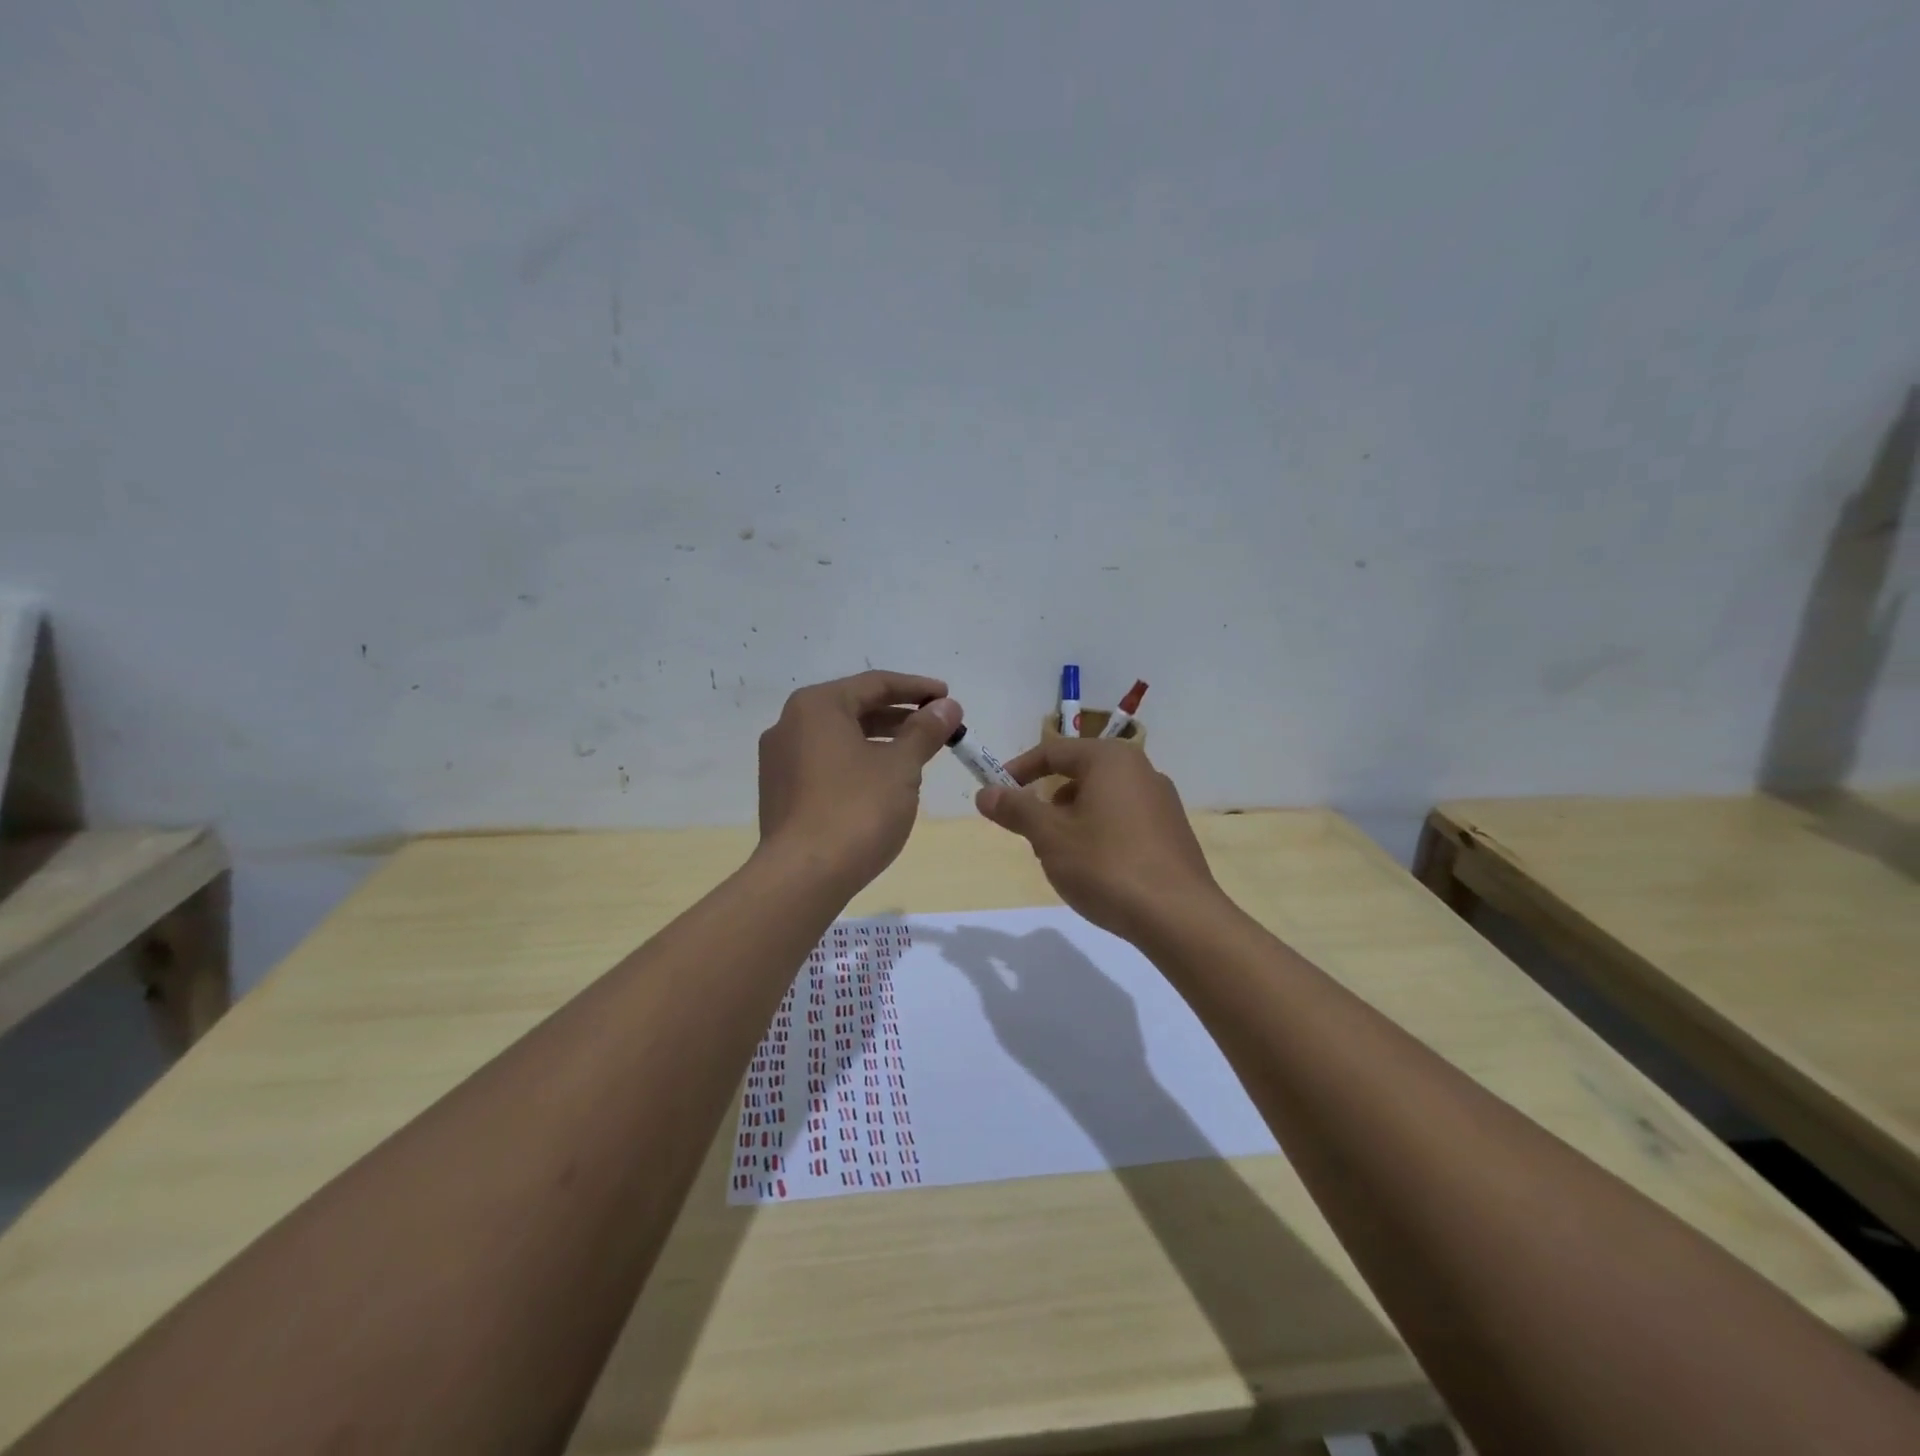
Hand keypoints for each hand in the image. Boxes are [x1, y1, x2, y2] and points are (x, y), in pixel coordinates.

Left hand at [757, 670, 960, 890]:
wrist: (803, 876)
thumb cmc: (857, 810)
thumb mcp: (901, 766)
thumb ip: (925, 731)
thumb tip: (948, 707)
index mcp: (817, 706)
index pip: (875, 684)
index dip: (917, 688)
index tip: (948, 697)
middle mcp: (791, 724)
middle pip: (855, 708)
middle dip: (900, 716)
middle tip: (938, 726)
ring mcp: (780, 760)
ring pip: (840, 737)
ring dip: (881, 740)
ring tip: (917, 753)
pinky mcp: (781, 792)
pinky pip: (826, 762)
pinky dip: (858, 761)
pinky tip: (884, 781)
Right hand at [973, 738, 1224, 942]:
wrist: (1178, 917)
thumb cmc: (1106, 865)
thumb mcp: (1050, 837)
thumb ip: (1016, 810)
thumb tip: (985, 793)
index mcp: (1111, 759)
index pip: (1053, 752)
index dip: (1018, 771)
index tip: (995, 794)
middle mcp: (1141, 770)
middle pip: (1079, 775)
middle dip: (1048, 802)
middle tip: (1030, 835)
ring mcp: (1162, 802)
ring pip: (1101, 800)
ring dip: (1073, 821)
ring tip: (1062, 859)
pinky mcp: (1172, 832)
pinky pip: (1123, 821)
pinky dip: (1100, 835)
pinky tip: (1097, 871)